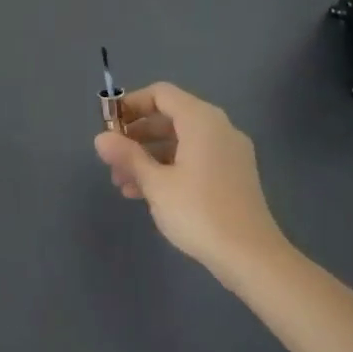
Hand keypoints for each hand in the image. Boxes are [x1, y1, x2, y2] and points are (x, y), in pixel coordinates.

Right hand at [93, 82, 288, 283]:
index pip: (161, 94)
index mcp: (202, 120)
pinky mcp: (233, 175)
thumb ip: (127, 156)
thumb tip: (100, 138)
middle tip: (112, 158)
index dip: (131, 104)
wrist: (251, 257)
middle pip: (170, 117)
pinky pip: (194, 158)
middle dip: (137, 135)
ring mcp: (229, 152)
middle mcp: (218, 128)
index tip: (108, 125)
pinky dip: (169, 167)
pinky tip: (146, 194)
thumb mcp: (155, 183)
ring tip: (122, 182)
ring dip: (149, 155)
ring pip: (180, 141)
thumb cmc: (199, 212)